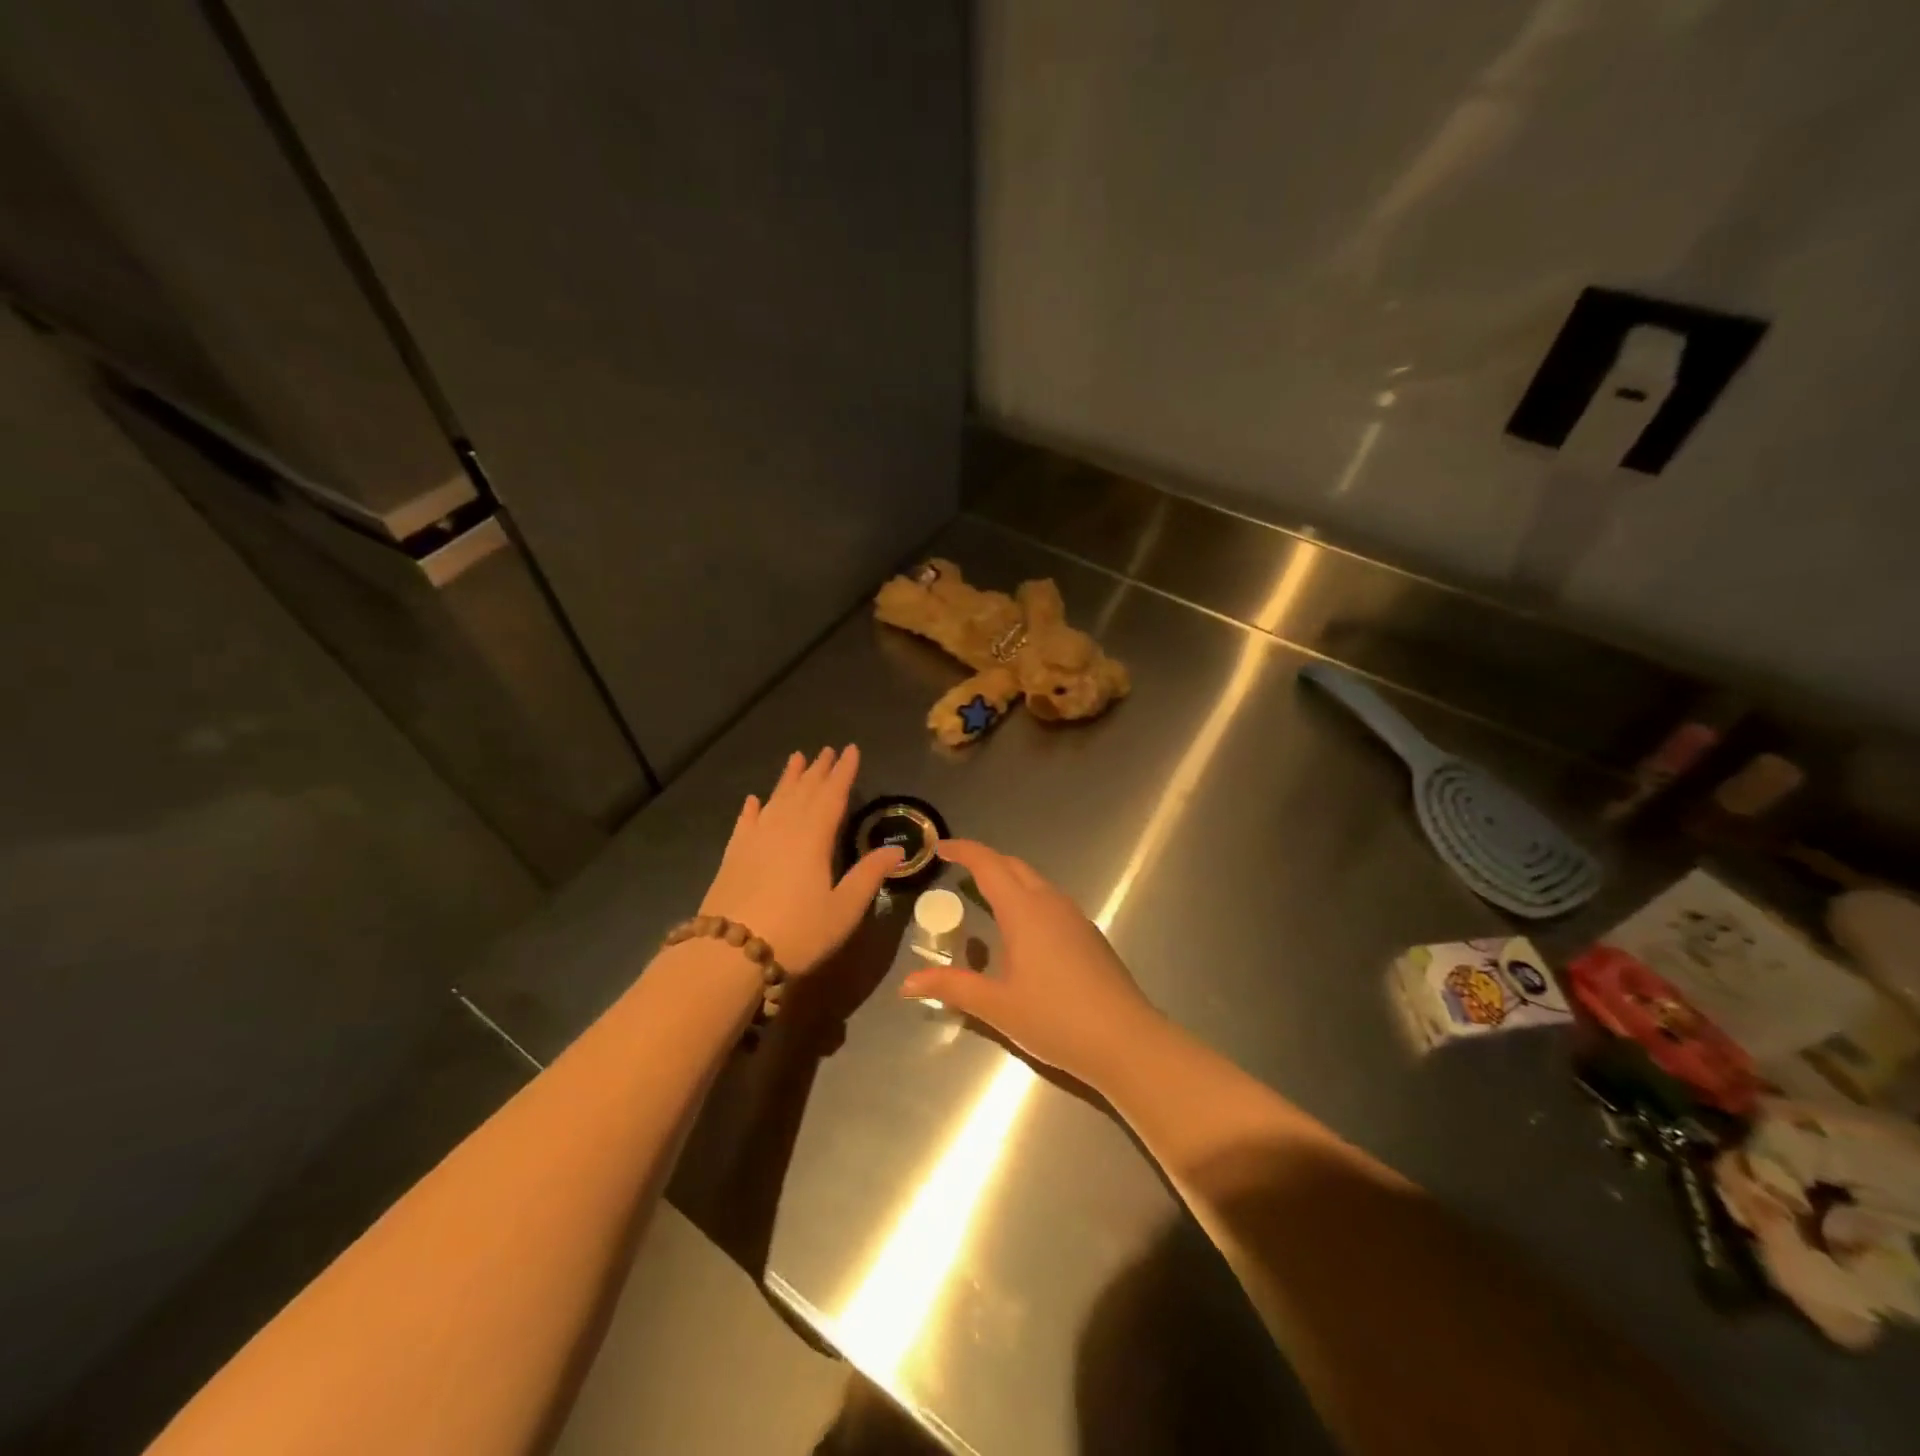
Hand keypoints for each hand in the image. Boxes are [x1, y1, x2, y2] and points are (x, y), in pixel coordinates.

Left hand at [699, 746, 901, 974]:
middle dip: (817, 770)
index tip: (851, 750)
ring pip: (775, 800)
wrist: (729, 953)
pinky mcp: (733, 856)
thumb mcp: (844, 909)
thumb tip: (896, 850)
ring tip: (797, 759)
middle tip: (827, 750)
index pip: (832, 795)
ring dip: (788, 779)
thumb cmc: (797, 932)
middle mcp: (783, 829)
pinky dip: (752, 808)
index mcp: (813, 837)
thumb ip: (869, 876)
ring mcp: (754, 840)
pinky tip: (754, 800)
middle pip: (803, 791)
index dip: (843, 772)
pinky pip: (745, 822)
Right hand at [900, 840, 1162, 1086]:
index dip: (964, 851)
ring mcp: (1075, 917)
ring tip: (985, 898)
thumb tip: (907, 983)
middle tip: (958, 872)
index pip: (988, 865)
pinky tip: (1020, 932)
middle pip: (1014, 867)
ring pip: (1036, 883)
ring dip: (1009, 881)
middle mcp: (1050, 903)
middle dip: (985, 862)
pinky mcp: (1089, 935)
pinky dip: (1027, 900)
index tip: (941, 847)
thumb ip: (952, 987)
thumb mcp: (996, 1006)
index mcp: (1024, 910)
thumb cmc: (1055, 1019)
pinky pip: (1051, 902)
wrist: (1125, 1040)